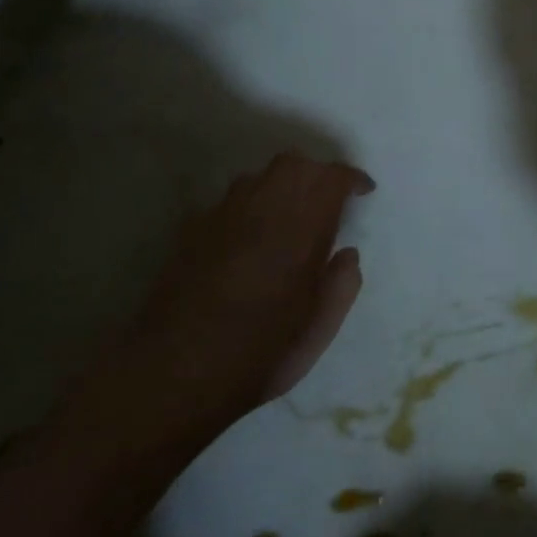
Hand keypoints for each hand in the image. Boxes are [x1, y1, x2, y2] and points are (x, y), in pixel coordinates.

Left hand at [59, 153, 374, 466]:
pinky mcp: (191, 232)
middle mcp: (262, 210)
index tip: (363, 192)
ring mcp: (221, 218)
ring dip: (281, 185)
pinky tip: (249, 237)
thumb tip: (347, 255)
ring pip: (257, 176)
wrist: (173, 374)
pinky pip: (228, 201)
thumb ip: (342, 285)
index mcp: (301, 229)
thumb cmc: (259, 353)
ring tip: (290, 216)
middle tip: (329, 199)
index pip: (332, 178)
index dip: (351, 178)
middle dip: (317, 172)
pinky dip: (248, 205)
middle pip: (294, 163)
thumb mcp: (318, 329)